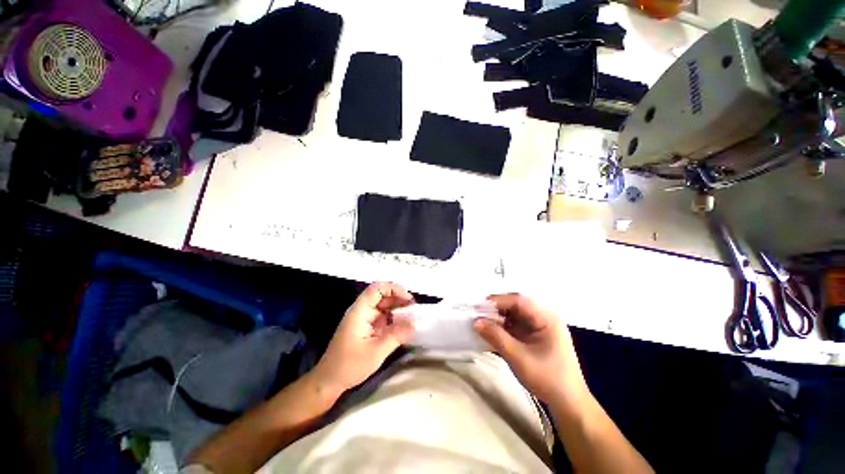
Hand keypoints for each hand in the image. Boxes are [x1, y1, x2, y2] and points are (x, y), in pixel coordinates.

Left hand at [312, 282, 414, 395]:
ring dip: (397, 308)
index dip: (394, 289)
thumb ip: (396, 335)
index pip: (377, 289)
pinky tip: (402, 324)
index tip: (408, 299)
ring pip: (383, 305)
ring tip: (411, 315)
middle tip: (414, 307)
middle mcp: (361, 311)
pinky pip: (382, 316)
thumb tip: (414, 324)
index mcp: (360, 311)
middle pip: (381, 295)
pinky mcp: (366, 326)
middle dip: (398, 298)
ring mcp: (364, 318)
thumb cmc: (350, 365)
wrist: (329, 381)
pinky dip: (393, 317)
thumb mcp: (376, 351)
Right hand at [474, 294, 588, 406]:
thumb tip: (476, 321)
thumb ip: (496, 337)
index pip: (519, 301)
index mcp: (547, 318)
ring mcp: (541, 327)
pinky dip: (504, 327)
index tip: (479, 306)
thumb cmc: (547, 379)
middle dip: (497, 308)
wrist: (569, 405)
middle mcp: (545, 318)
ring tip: (482, 322)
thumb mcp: (518, 358)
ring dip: (499, 318)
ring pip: (516, 315)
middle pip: (517, 306)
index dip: (498, 301)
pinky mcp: (537, 336)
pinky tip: (492, 331)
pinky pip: (517, 325)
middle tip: (478, 313)